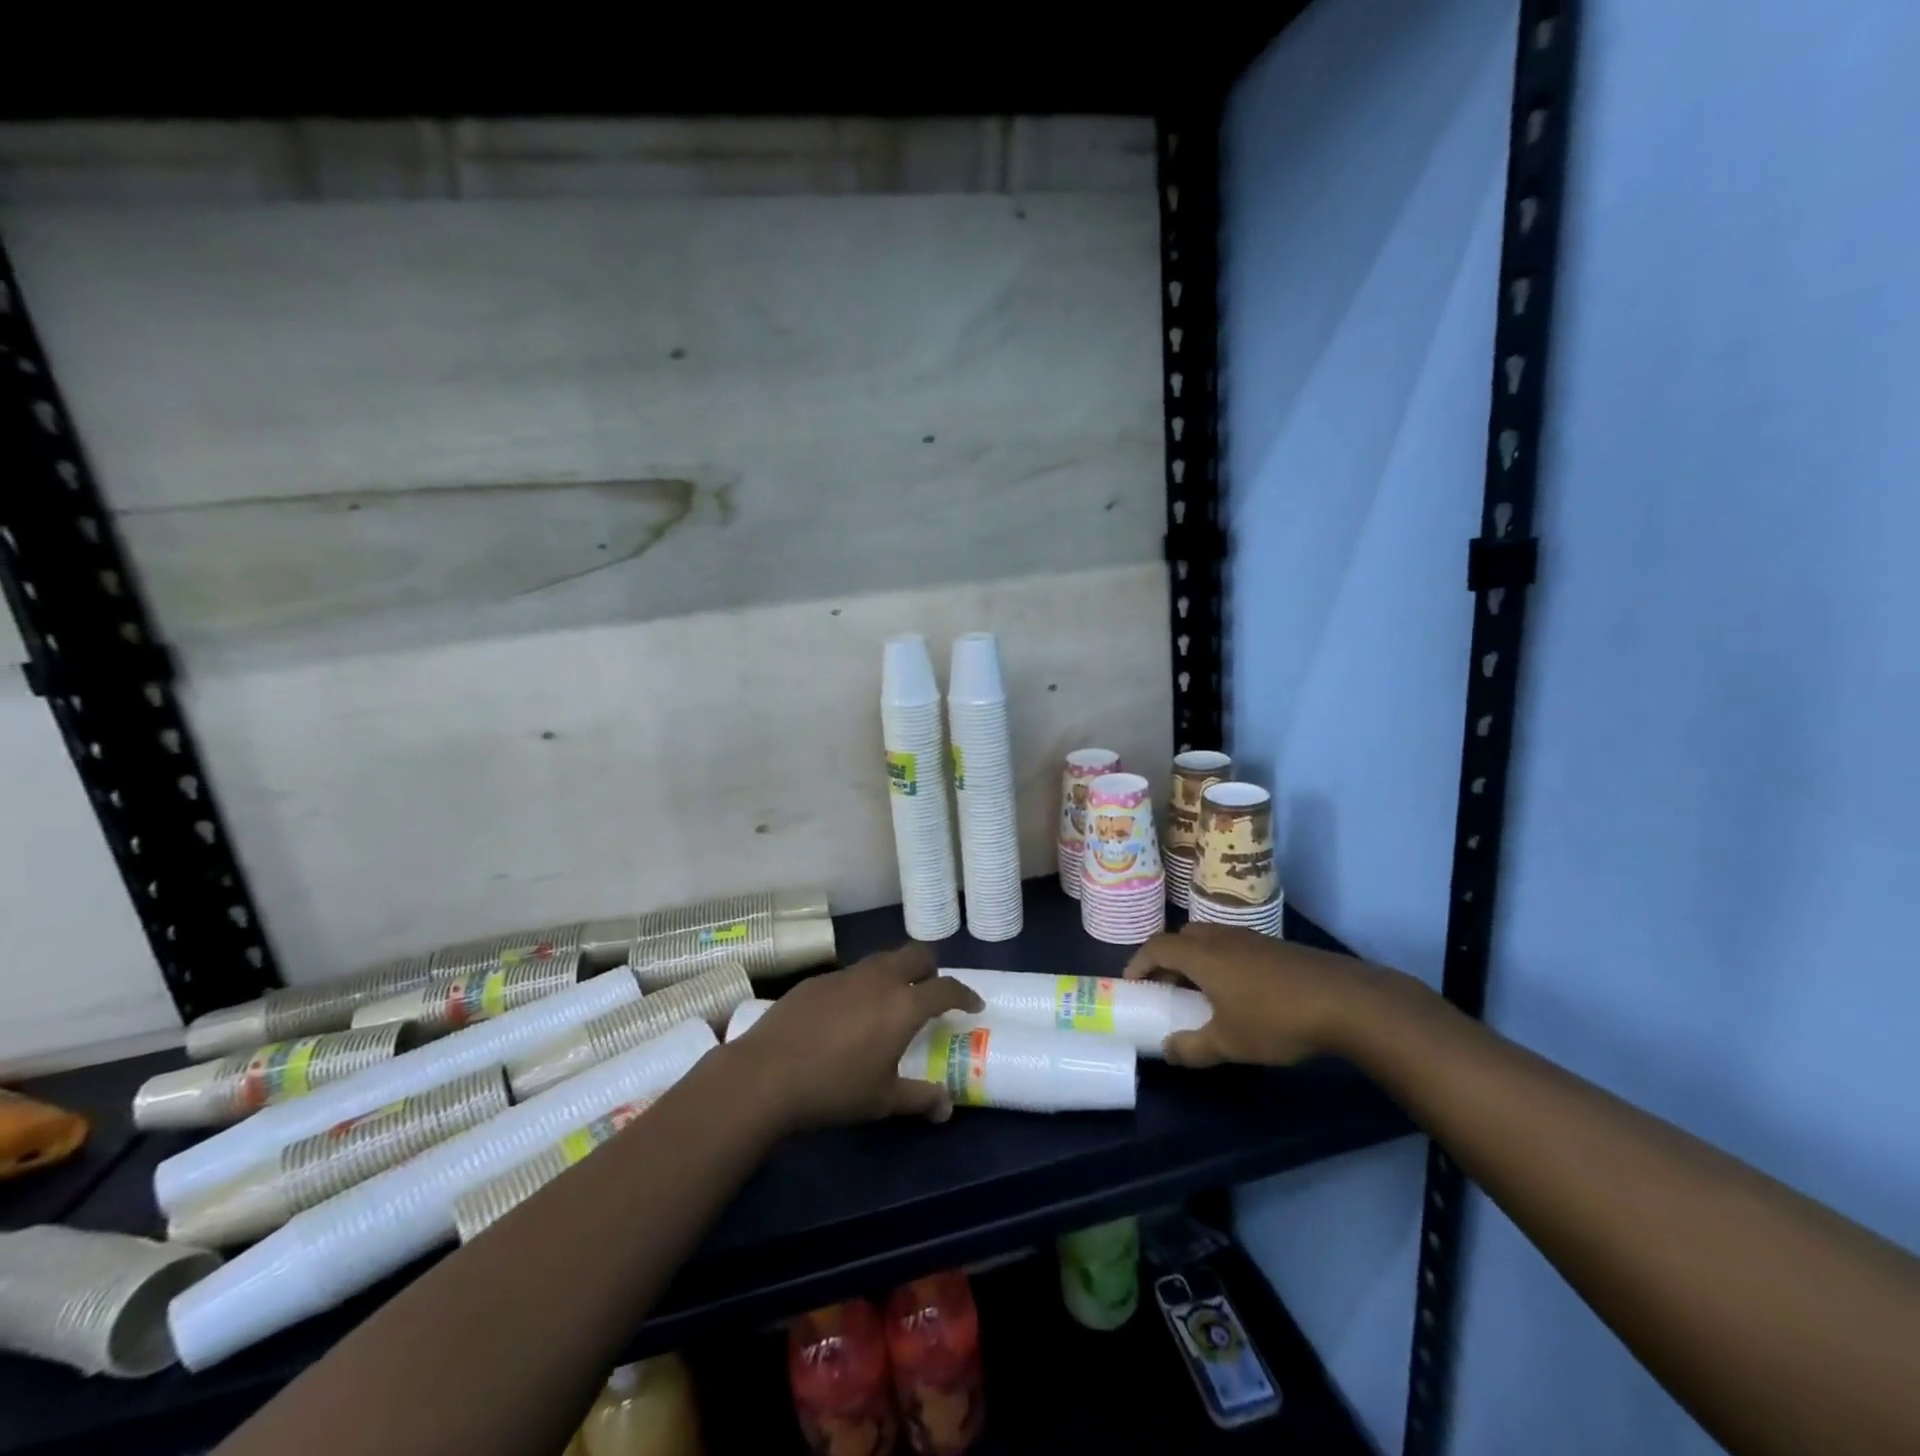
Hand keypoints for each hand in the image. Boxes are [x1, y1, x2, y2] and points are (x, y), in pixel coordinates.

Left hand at [726, 944, 984, 1130]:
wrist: (765, 1075)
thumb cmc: (833, 1089)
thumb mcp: (882, 1100)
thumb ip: (920, 1098)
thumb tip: (946, 1107)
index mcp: (903, 1005)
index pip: (946, 988)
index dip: (965, 994)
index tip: (973, 1005)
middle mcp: (879, 979)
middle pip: (916, 955)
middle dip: (932, 969)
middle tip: (931, 994)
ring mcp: (845, 975)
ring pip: (882, 959)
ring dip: (896, 973)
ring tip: (890, 1002)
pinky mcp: (816, 979)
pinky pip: (851, 974)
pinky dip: (863, 985)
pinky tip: (848, 1014)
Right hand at [1124, 923, 1379, 1067]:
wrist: (1345, 1001)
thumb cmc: (1276, 1018)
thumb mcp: (1229, 1043)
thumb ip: (1192, 1047)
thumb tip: (1167, 1050)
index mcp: (1201, 955)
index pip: (1157, 948)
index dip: (1138, 963)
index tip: (1130, 984)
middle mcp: (1221, 938)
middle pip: (1182, 937)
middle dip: (1167, 960)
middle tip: (1165, 989)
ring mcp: (1250, 938)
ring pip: (1209, 939)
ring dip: (1195, 960)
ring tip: (1200, 992)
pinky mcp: (1275, 946)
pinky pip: (1233, 946)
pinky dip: (1221, 962)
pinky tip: (1239, 992)